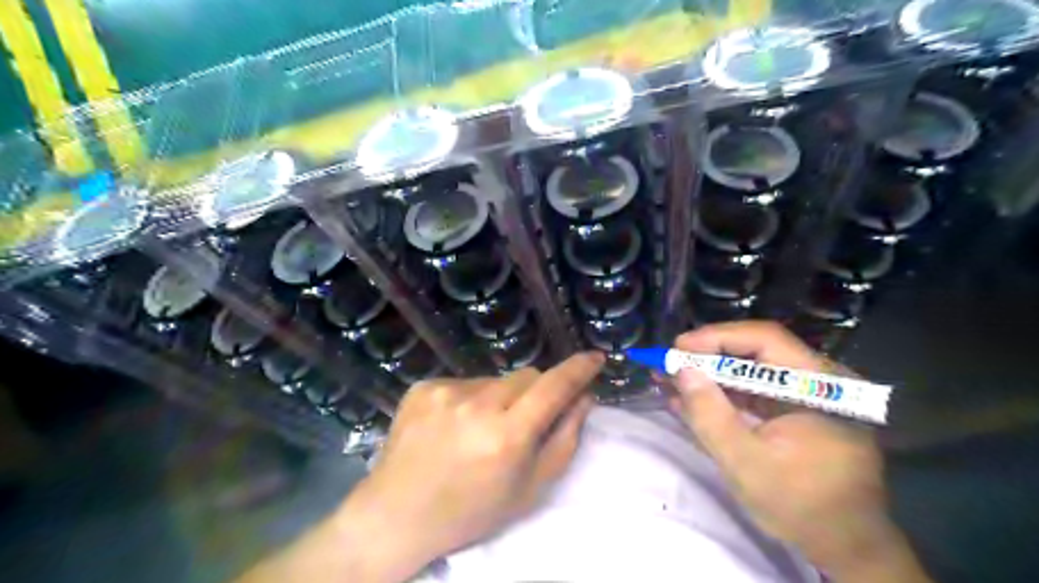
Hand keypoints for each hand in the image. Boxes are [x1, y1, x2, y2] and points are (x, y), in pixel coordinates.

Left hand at [337, 353, 605, 579]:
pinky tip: (453, 426)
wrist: (397, 514)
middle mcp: (477, 405)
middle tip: (522, 422)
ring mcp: (446, 392)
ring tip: (479, 430)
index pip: (554, 387)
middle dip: (535, 393)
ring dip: (499, 398)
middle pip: (527, 376)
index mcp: (507, 436)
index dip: (578, 369)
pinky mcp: (424, 386)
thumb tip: (584, 398)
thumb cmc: (471, 511)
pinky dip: (469, 399)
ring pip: (495, 379)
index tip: (595, 358)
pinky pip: (464, 382)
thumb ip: (564, 439)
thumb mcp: (530, 488)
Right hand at [670, 321, 928, 581]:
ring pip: (751, 371)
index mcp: (821, 386)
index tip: (678, 348)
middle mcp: (819, 381)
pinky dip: (722, 394)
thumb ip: (710, 414)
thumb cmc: (802, 506)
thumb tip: (682, 369)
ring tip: (670, 378)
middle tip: (669, 363)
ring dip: (710, 375)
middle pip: (756, 352)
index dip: (717, 337)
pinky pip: (755, 392)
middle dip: (708, 356)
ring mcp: (808, 395)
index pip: (766, 340)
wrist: (845, 546)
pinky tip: (690, 399)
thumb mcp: (746, 463)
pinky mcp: (796, 411)